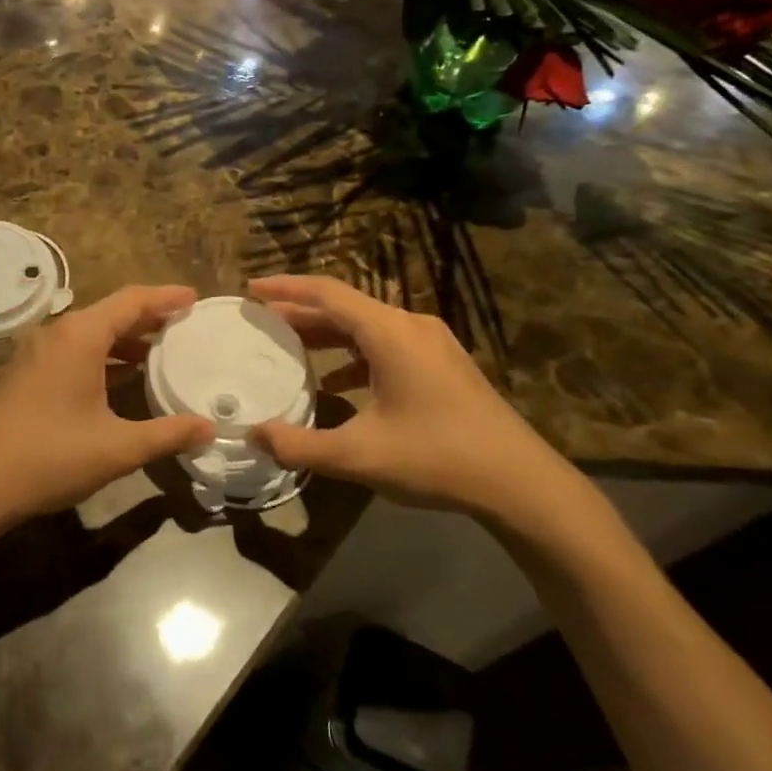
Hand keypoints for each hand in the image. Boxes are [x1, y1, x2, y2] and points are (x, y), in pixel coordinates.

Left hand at [0, 285, 215, 528]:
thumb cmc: (50, 457)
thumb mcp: (117, 448)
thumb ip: (167, 434)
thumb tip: (209, 429)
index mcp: (80, 336)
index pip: (132, 301)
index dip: (166, 297)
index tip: (196, 298)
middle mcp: (57, 333)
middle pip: (111, 312)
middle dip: (149, 317)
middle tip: (186, 324)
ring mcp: (37, 352)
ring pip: (91, 333)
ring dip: (126, 339)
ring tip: (162, 351)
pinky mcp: (27, 372)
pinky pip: (75, 350)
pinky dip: (104, 355)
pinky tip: (124, 376)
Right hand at [247, 274, 578, 523]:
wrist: (520, 482)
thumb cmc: (436, 457)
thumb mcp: (359, 456)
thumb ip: (300, 445)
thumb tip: (253, 435)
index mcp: (389, 332)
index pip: (327, 293)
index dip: (285, 288)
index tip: (251, 289)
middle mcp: (410, 325)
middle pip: (345, 307)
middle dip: (301, 312)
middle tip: (262, 321)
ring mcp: (432, 343)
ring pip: (367, 326)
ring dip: (328, 334)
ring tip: (291, 347)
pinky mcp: (444, 363)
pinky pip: (387, 344)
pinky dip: (355, 354)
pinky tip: (339, 382)